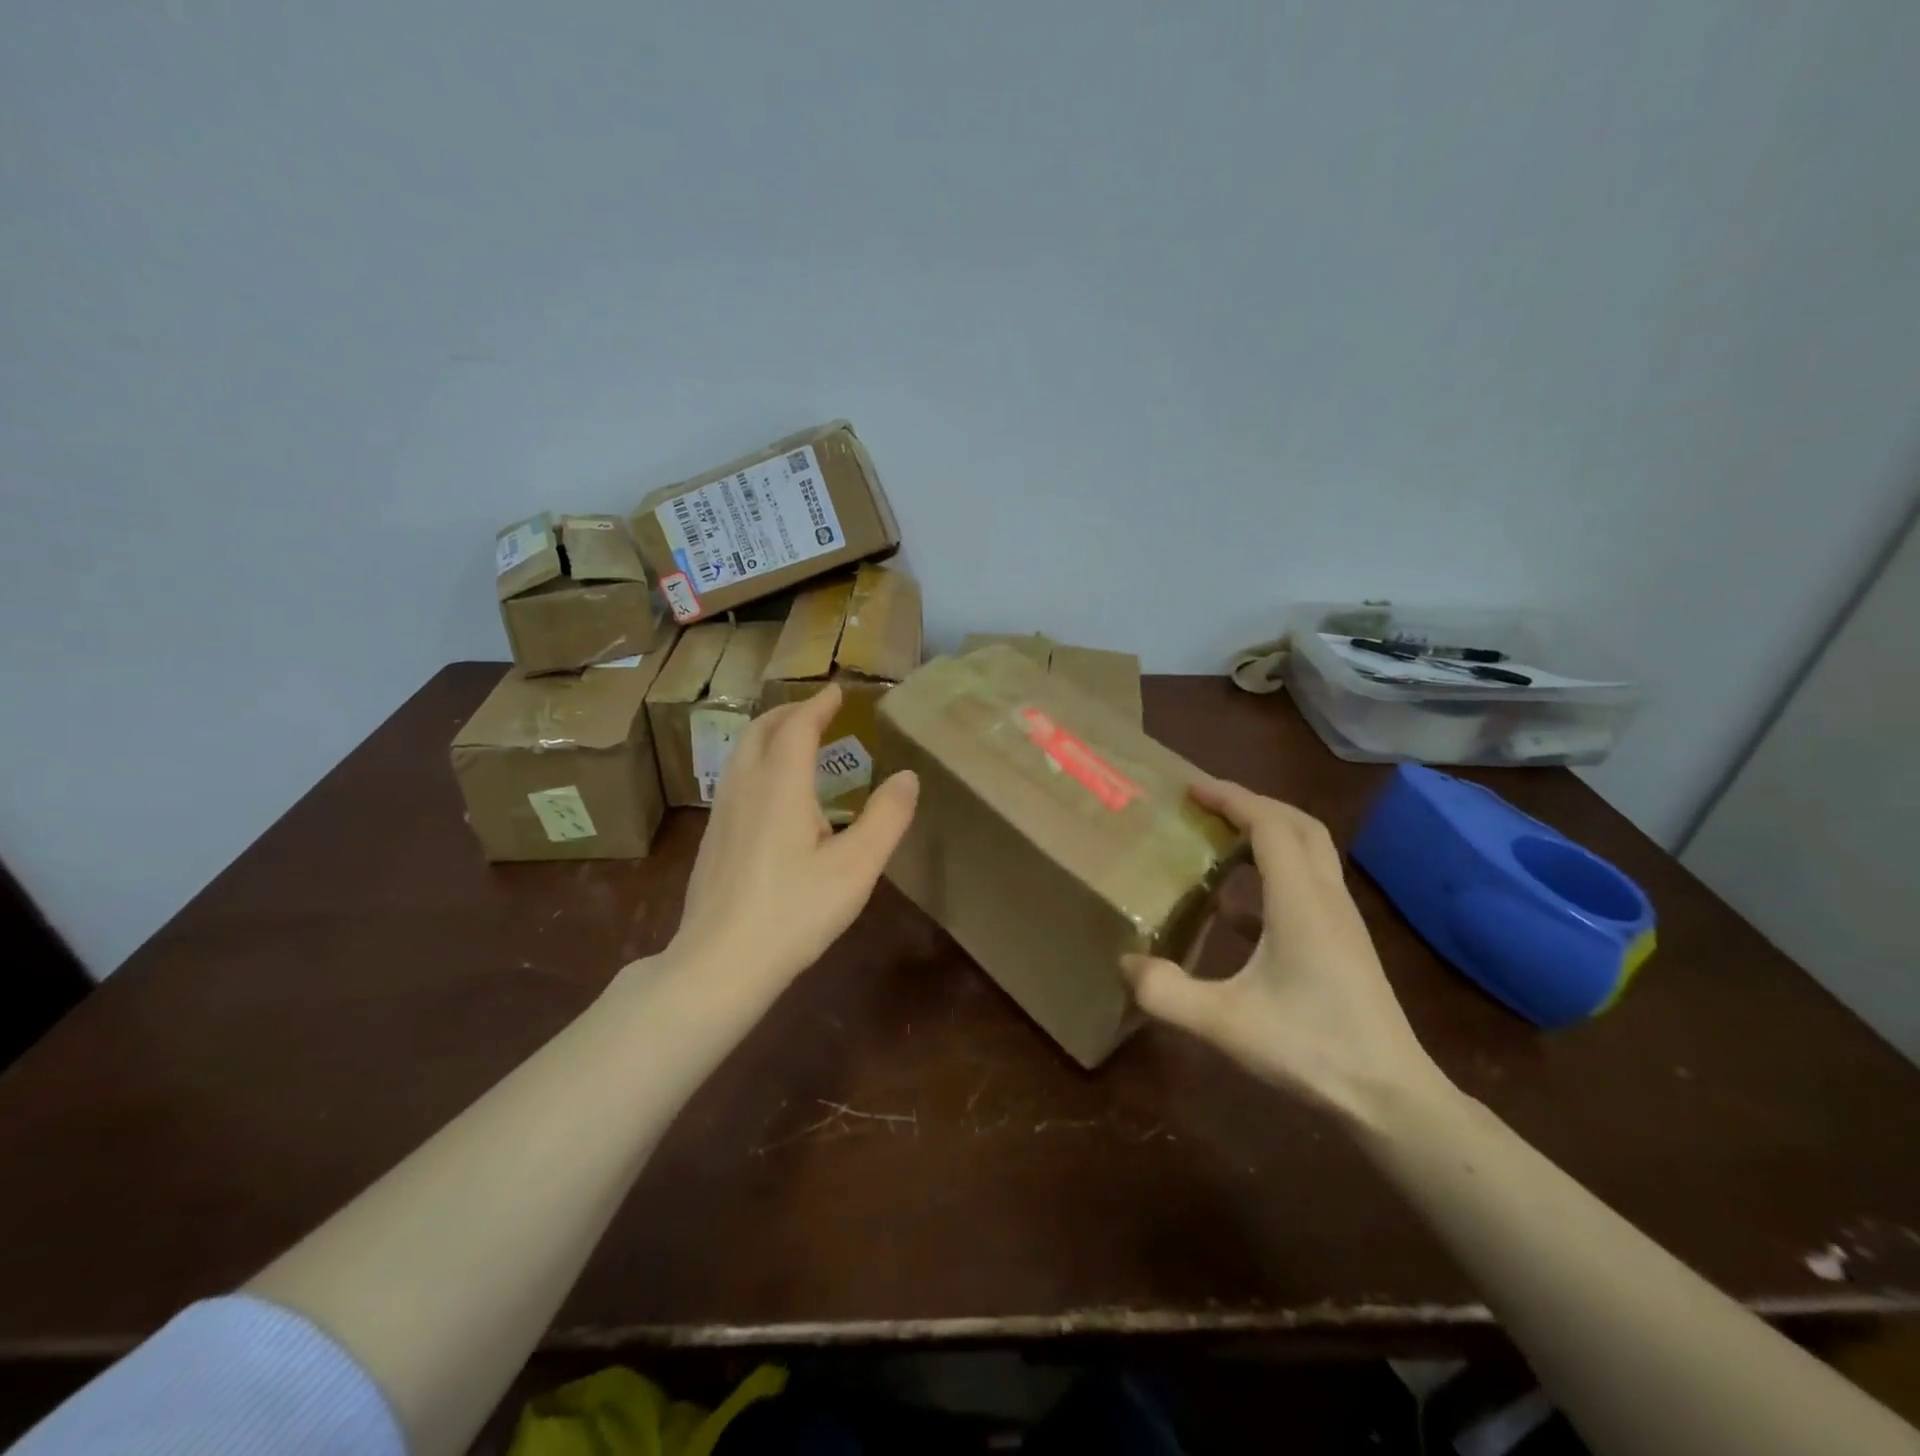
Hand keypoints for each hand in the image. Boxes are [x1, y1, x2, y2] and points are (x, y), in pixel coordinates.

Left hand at [668, 685, 918, 1006]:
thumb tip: (908, 776)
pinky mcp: (712, 838)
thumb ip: (886, 818)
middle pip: (761, 730)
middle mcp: (746, 786)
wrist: (720, 962)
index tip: (836, 691)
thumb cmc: (795, 911)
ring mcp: (722, 812)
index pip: (799, 727)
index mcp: (781, 785)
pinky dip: (757, 760)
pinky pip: (734, 777)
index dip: (819, 705)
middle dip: (789, 712)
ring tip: (793, 740)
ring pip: (741, 752)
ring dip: (769, 734)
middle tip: (816, 710)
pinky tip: (770, 791)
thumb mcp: (856, 867)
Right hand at [1121, 776, 1446, 1122]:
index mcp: (1300, 902)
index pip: (1269, 825)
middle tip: (1207, 805)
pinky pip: (1308, 886)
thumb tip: (1124, 962)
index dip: (1231, 798)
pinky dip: (1272, 876)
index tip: (1191, 788)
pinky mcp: (1343, 944)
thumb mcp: (1224, 1023)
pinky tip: (1236, 910)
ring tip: (1220, 840)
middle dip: (1252, 804)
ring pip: (1310, 852)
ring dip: (1267, 834)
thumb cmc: (1311, 1050)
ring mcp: (1340, 921)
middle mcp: (1326, 898)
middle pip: (1298, 825)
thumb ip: (1166, 993)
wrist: (1391, 1098)